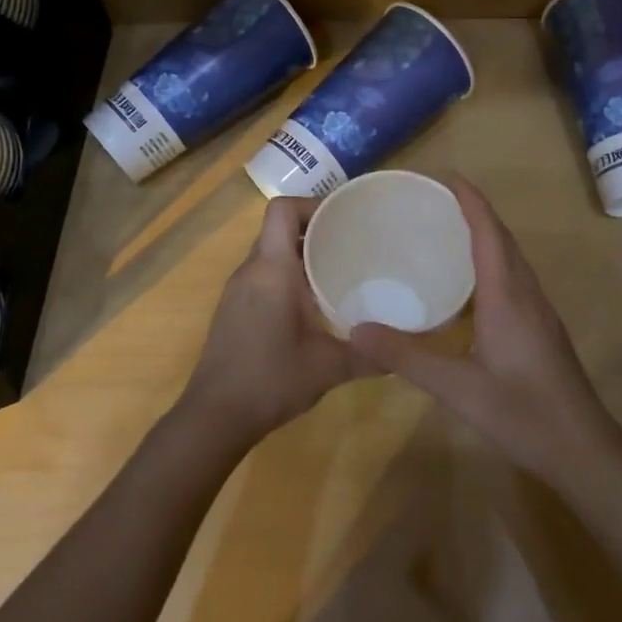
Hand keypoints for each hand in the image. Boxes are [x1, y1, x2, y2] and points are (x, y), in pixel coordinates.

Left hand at [178, 195, 364, 448]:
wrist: (214, 417)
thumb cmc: (270, 380)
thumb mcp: (329, 367)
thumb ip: (370, 355)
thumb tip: (406, 351)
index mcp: (271, 270)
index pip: (282, 210)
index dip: (312, 205)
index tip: (343, 221)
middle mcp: (250, 270)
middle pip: (279, 228)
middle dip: (314, 230)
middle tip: (352, 244)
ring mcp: (237, 290)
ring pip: (270, 253)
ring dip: (301, 254)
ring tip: (338, 270)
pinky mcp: (233, 309)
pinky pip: (263, 275)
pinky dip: (287, 276)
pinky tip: (313, 304)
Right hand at [349, 177, 621, 484]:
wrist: (584, 450)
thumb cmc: (522, 413)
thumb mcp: (457, 388)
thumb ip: (407, 356)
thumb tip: (356, 329)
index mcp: (507, 296)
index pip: (488, 232)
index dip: (470, 200)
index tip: (446, 175)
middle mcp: (526, 293)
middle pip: (502, 238)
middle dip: (474, 211)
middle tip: (436, 200)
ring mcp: (539, 311)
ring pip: (511, 258)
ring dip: (485, 235)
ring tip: (448, 231)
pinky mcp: (541, 329)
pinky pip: (514, 278)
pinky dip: (492, 262)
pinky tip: (470, 284)